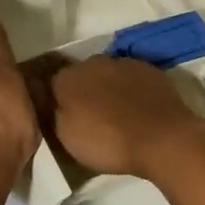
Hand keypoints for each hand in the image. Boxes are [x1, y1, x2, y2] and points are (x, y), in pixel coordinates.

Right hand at [46, 56, 204, 181]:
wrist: (163, 139)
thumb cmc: (108, 141)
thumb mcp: (65, 136)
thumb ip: (49, 111)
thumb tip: (41, 95)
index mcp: (67, 78)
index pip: (50, 81)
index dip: (52, 98)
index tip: (57, 115)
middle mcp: (92, 62)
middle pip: (79, 75)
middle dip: (80, 91)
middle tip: (86, 116)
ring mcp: (123, 63)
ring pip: (106, 73)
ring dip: (105, 88)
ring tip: (113, 114)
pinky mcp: (150, 70)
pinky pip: (131, 77)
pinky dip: (129, 89)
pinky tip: (136, 108)